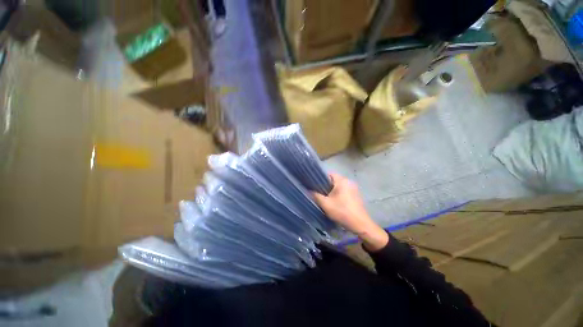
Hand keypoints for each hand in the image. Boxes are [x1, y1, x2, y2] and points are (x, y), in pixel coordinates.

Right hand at [313, 173, 388, 250]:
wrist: (360, 225)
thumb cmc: (342, 211)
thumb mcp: (325, 204)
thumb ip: (316, 195)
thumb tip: (309, 190)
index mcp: (342, 181)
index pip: (329, 174)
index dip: (320, 178)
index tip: (315, 185)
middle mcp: (349, 181)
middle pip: (334, 180)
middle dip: (325, 185)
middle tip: (318, 192)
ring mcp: (354, 188)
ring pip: (339, 186)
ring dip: (332, 190)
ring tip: (325, 197)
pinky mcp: (356, 195)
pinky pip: (344, 190)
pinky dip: (338, 194)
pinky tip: (335, 202)